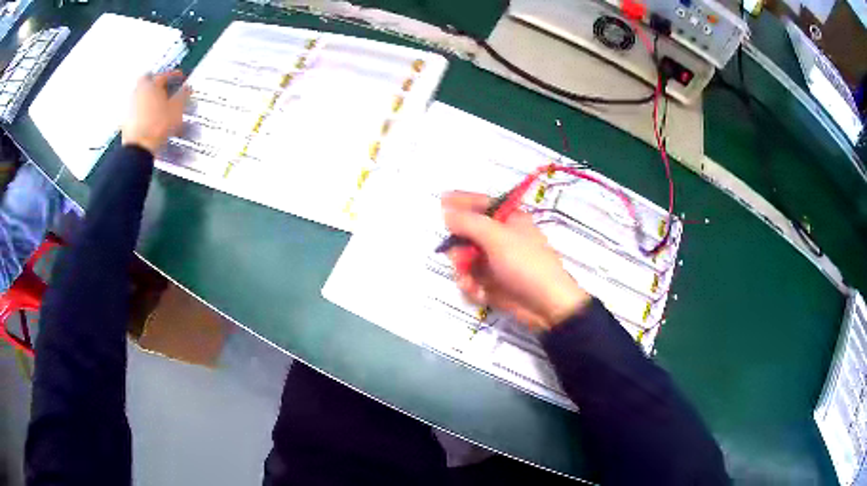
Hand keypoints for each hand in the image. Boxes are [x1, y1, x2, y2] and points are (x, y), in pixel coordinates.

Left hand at [121, 70, 191, 154]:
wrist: (138, 149)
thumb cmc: (157, 127)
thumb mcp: (176, 110)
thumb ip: (183, 96)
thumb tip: (188, 88)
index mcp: (152, 85)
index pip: (164, 75)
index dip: (174, 75)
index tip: (180, 77)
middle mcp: (139, 92)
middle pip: (147, 80)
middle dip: (155, 81)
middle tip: (162, 86)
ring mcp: (130, 106)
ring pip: (139, 94)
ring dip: (147, 95)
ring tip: (156, 102)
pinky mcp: (126, 119)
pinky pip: (135, 108)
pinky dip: (141, 109)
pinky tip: (147, 116)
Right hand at [442, 192, 590, 330]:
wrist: (545, 304)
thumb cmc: (525, 264)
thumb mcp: (497, 237)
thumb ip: (468, 223)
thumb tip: (446, 212)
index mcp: (508, 220)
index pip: (481, 203)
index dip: (461, 201)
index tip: (440, 201)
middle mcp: (500, 237)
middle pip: (466, 234)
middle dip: (459, 248)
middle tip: (458, 258)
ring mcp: (495, 261)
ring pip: (464, 259)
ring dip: (463, 272)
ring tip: (470, 283)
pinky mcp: (491, 282)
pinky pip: (470, 278)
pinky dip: (471, 286)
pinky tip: (479, 294)